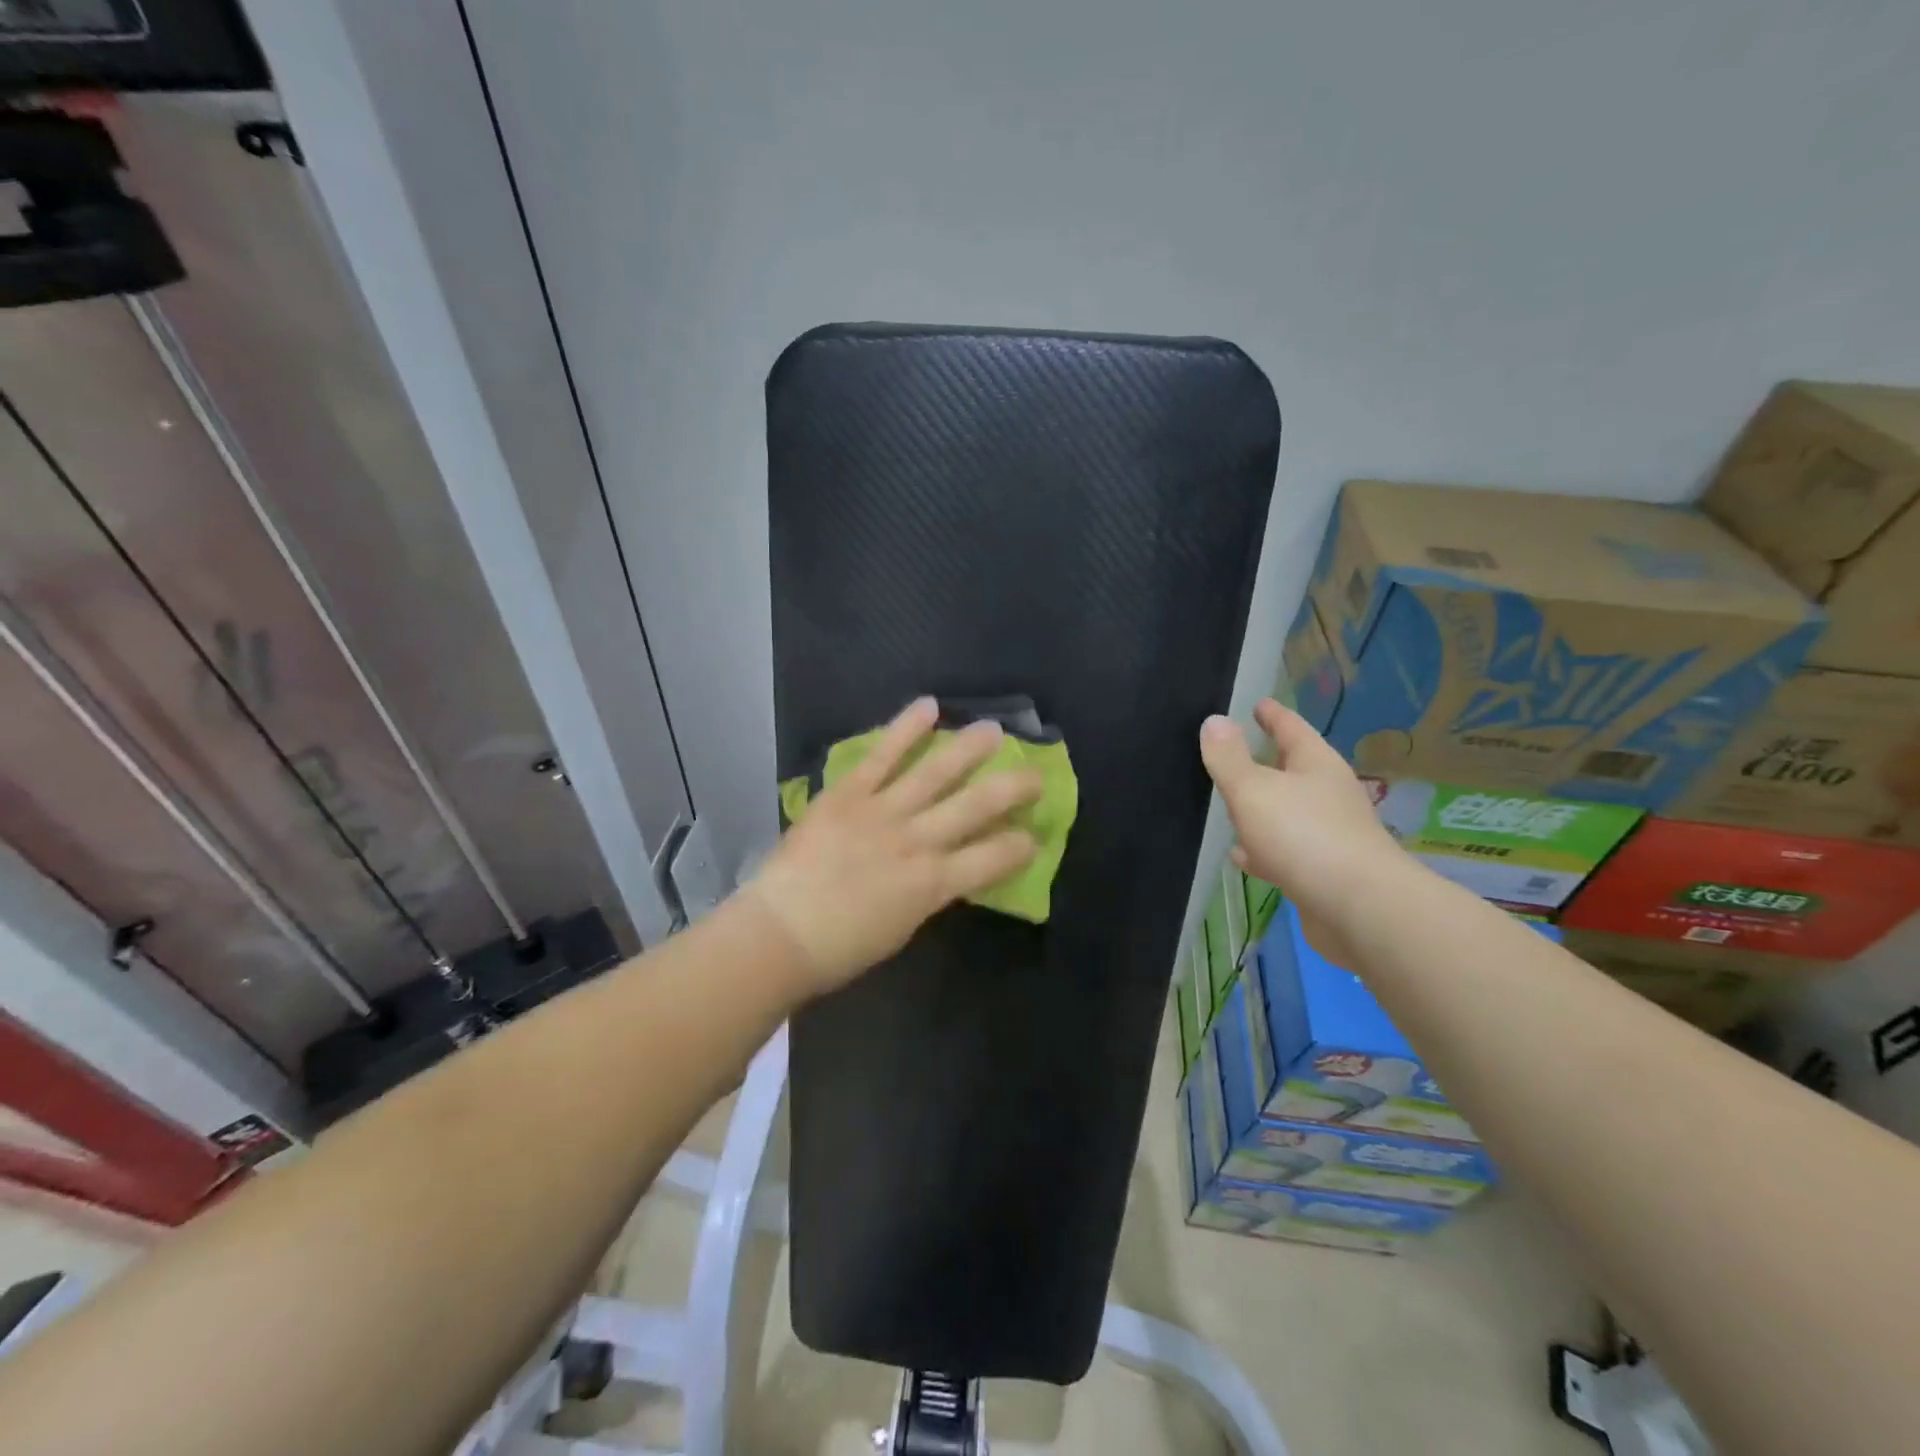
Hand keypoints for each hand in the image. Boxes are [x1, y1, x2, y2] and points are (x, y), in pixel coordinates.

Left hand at [749, 697, 1041, 992]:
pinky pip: (882, 756)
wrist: (780, 932)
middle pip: (975, 807)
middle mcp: (916, 841)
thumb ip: (929, 891)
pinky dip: (906, 729)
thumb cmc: (840, 947)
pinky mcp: (848, 793)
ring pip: (935, 772)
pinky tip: (929, 706)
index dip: (1019, 846)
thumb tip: (946, 869)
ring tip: (994, 730)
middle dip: (1012, 788)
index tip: (1033, 836)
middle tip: (1035, 774)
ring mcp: (882, 812)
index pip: (992, 859)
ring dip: (969, 748)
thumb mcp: (902, 926)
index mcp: (932, 884)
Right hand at [1199, 699, 1406, 955]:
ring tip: (1229, 805)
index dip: (1272, 714)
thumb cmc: (1304, 836)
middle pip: (1291, 770)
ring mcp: (1328, 835)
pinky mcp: (1322, 873)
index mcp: (1316, 765)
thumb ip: (1229, 758)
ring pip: (1286, 812)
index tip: (1257, 703)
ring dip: (1261, 809)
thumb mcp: (1254, 790)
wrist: (1359, 910)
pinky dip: (1262, 849)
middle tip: (1231, 753)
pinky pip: (1284, 851)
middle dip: (1264, 761)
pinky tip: (1241, 857)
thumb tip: (1214, 720)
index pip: (1291, 728)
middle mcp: (1327, 795)